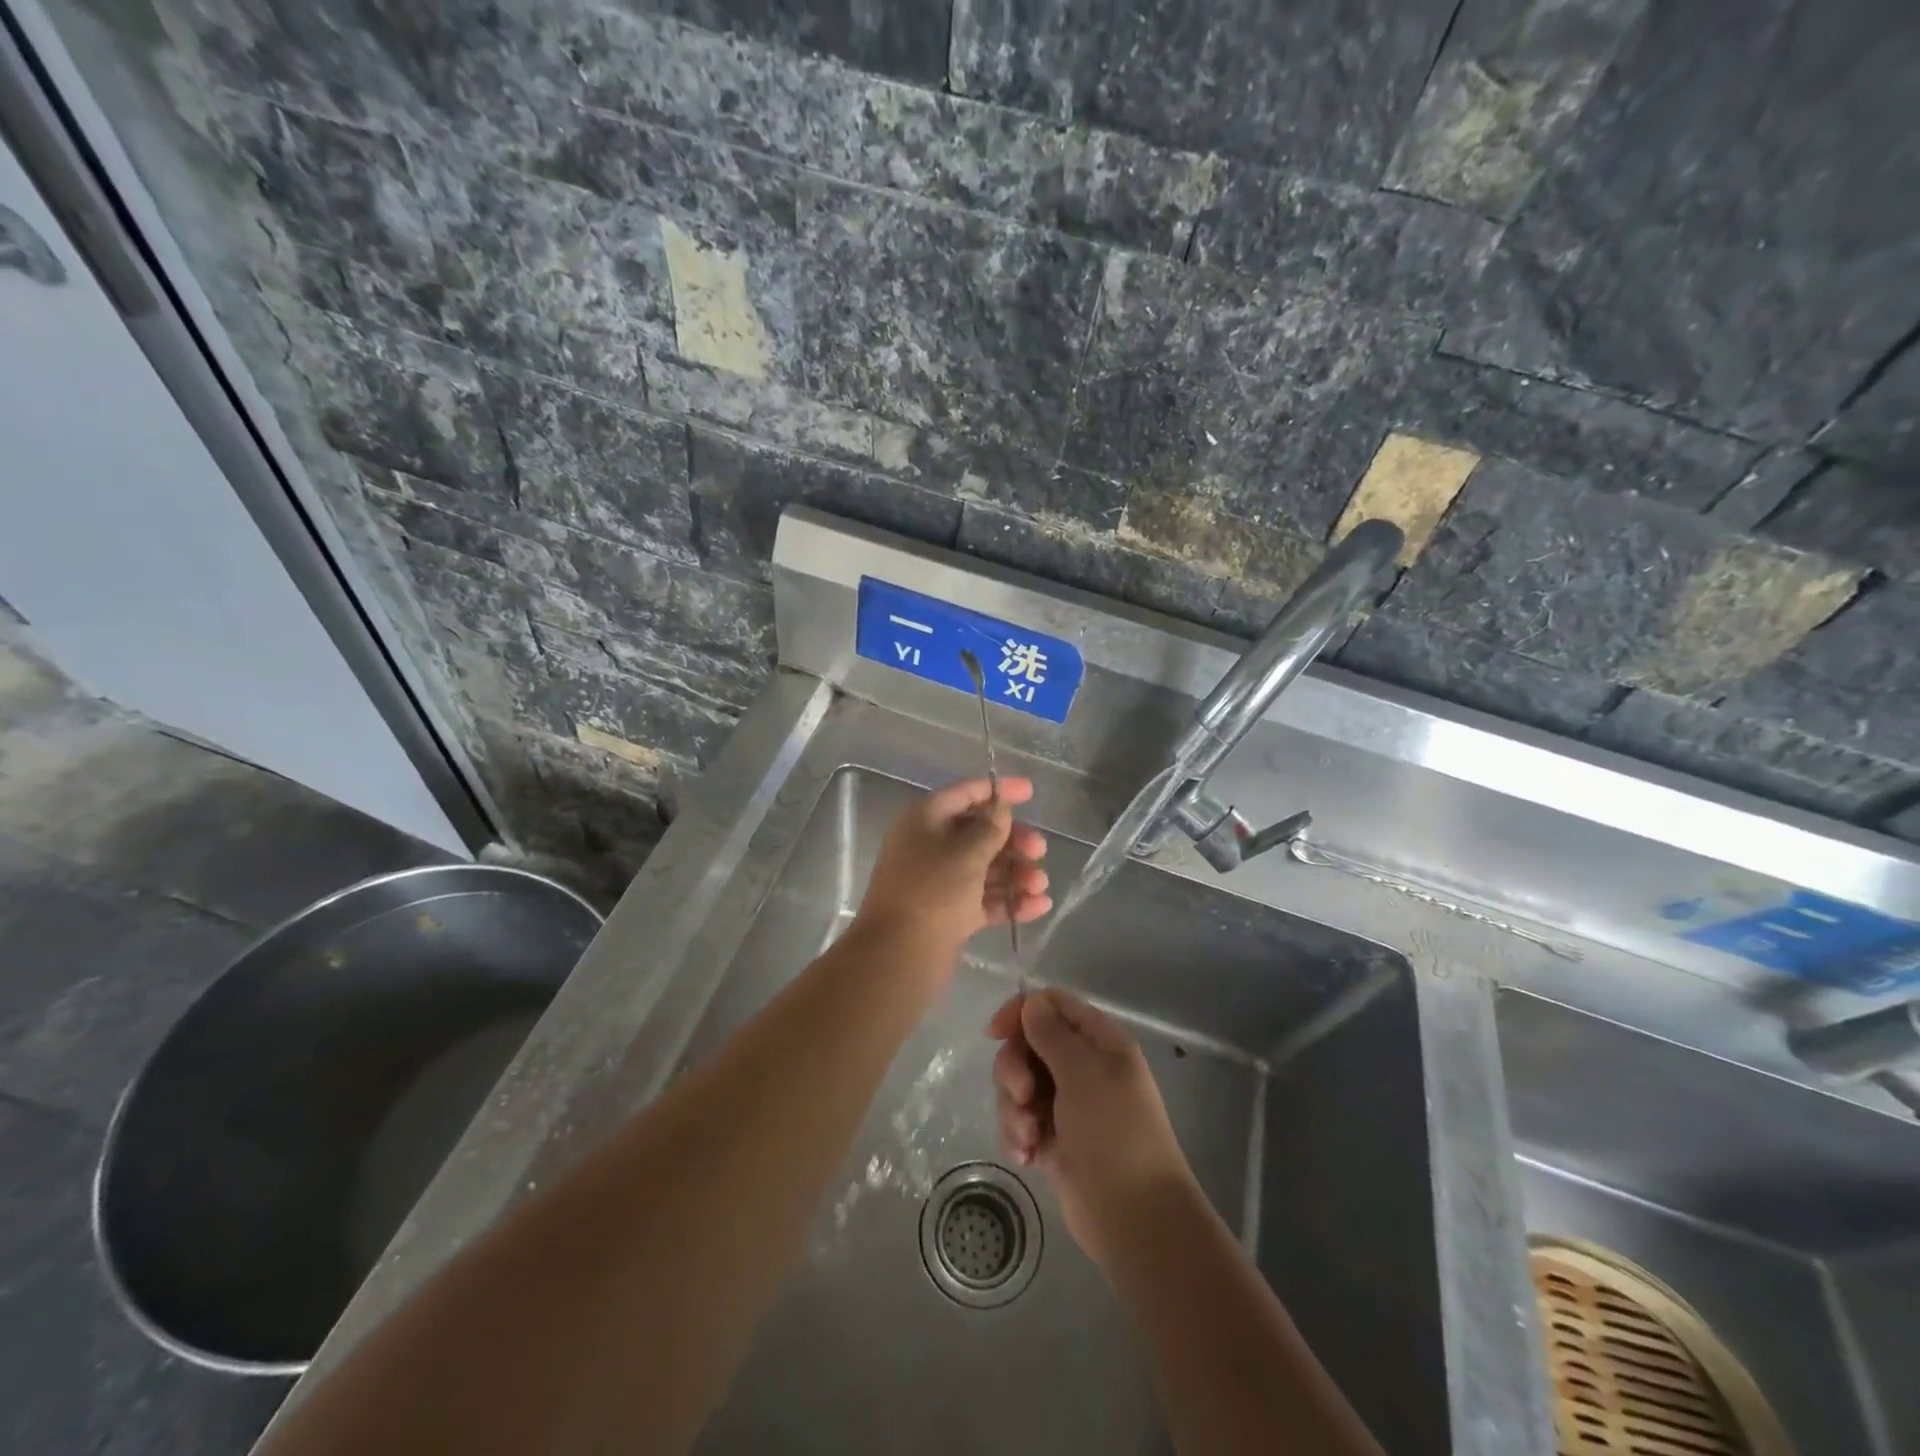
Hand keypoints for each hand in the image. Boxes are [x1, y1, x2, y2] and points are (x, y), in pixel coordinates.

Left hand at [854, 778, 1050, 957]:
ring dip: (1016, 872)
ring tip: (1040, 885)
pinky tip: (1039, 905)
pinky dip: (1009, 899)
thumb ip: (990, 828)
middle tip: (1040, 851)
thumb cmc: (932, 892)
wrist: (899, 956)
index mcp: (924, 820)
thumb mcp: (966, 853)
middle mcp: (929, 846)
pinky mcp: (949, 913)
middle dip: (1013, 840)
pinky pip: (984, 899)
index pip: (964, 794)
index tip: (1031, 792)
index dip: (998, 790)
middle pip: (979, 833)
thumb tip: (1000, 808)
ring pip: (985, 868)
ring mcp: (939, 882)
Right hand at [989, 989, 1195, 1270]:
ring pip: (1019, 1085)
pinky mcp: (1054, 1139)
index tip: (995, 1034)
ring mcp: (1067, 1105)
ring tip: (1029, 1138)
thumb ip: (1051, 1033)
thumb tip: (1031, 1002)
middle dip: (1015, 1069)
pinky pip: (1021, 1121)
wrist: (1135, 1219)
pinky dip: (1017, 1135)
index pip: (1053, 1005)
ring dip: (1014, 1108)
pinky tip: (1026, 1157)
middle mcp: (1083, 1066)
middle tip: (1023, 1096)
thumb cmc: (1114, 1134)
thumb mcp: (1083, 1074)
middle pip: (1029, 1044)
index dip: (1022, 1012)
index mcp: (1099, 1042)